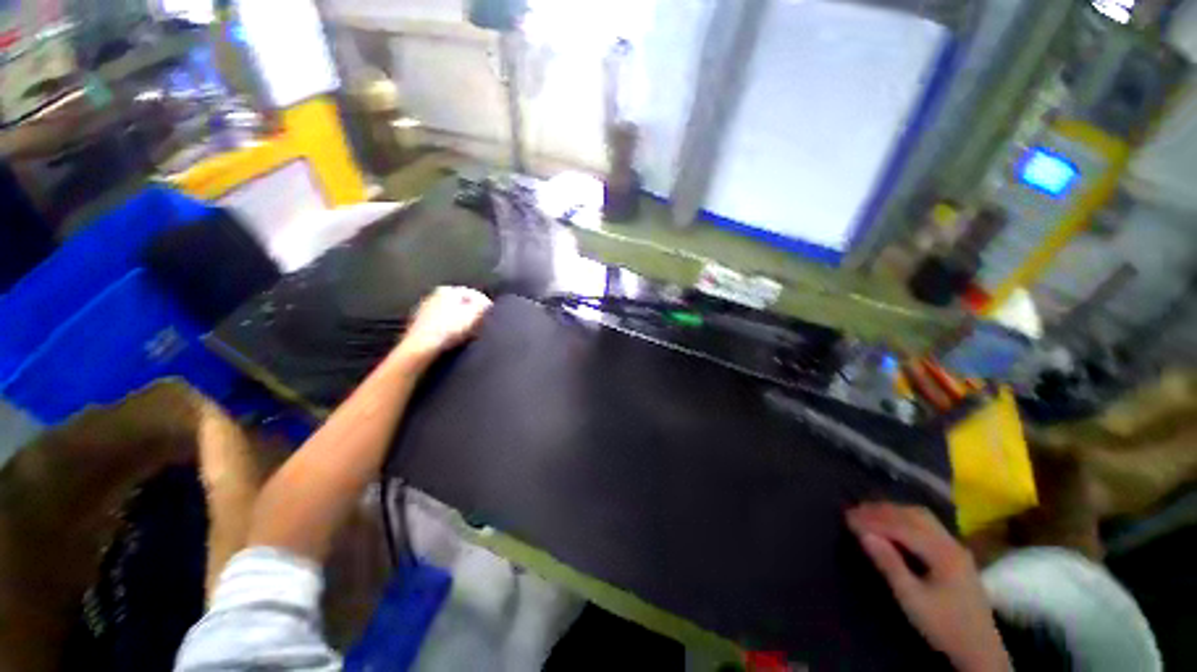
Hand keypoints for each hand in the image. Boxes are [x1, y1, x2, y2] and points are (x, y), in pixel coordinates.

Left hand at [395, 287, 492, 367]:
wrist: (420, 347)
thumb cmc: (448, 329)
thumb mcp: (472, 315)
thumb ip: (482, 305)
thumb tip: (486, 303)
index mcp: (448, 290)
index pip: (473, 294)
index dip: (484, 304)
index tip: (491, 314)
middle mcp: (434, 295)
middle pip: (460, 302)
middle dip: (470, 311)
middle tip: (480, 323)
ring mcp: (424, 308)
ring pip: (449, 312)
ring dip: (459, 319)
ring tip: (468, 331)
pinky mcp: (419, 323)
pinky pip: (440, 322)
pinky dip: (448, 326)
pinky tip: (452, 336)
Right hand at [846, 503, 1008, 671]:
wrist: (980, 649)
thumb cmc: (943, 625)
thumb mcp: (912, 599)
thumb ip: (889, 564)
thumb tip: (863, 534)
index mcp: (942, 553)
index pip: (901, 526)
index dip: (873, 519)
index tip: (847, 517)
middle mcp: (951, 543)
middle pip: (913, 515)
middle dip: (882, 511)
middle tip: (854, 512)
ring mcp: (956, 547)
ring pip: (922, 517)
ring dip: (894, 512)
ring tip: (870, 514)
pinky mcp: (956, 554)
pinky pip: (928, 525)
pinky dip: (906, 519)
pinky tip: (894, 524)